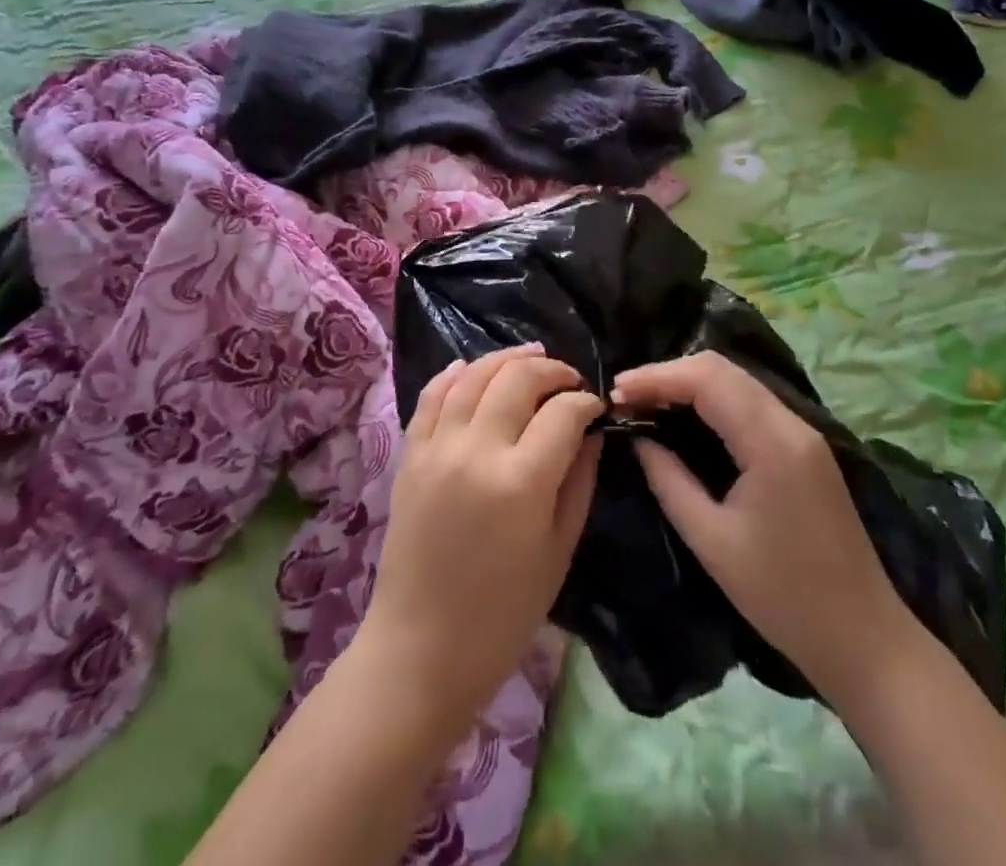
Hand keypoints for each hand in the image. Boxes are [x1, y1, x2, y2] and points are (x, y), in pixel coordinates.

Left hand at [357, 345, 602, 730]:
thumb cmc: (503, 615)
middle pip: (518, 379)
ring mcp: (437, 447)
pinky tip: (471, 367)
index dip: (585, 401)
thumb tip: (592, 430)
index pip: (562, 412)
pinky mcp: (410, 454)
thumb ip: (579, 481)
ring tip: (531, 357)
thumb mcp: (558, 551)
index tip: (595, 407)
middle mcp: (477, 450)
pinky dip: (454, 373)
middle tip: (569, 381)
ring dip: (506, 359)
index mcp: (521, 482)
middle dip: (552, 371)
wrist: (421, 648)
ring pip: (474, 375)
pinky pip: (431, 395)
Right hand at [613, 352, 917, 696]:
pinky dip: (712, 399)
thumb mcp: (711, 541)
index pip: (707, 379)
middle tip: (626, 396)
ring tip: (647, 402)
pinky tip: (686, 417)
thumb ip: (669, 480)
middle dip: (669, 373)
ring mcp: (803, 433)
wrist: (864, 640)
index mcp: (772, 442)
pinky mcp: (804, 448)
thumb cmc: (783, 597)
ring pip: (737, 381)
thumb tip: (638, 439)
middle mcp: (791, 423)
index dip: (657, 377)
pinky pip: (750, 403)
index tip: (615, 392)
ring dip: (690, 383)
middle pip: (722, 369)